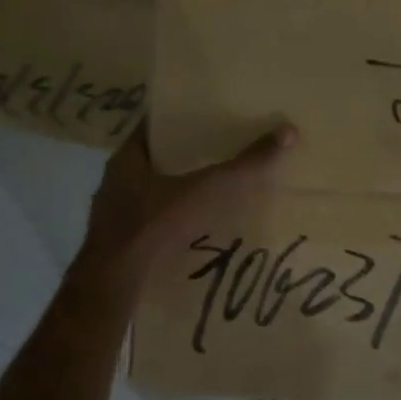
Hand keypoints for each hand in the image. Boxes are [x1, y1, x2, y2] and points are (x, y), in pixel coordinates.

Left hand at [72, 120, 296, 291]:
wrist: (113, 284)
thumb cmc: (153, 225)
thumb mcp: (205, 191)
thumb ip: (244, 166)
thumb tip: (287, 131)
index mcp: (127, 158)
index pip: (153, 126)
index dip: (179, 119)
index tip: (208, 116)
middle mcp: (115, 181)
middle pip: (153, 159)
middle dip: (183, 156)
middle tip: (218, 151)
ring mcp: (113, 214)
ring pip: (149, 191)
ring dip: (176, 189)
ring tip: (210, 190)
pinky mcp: (119, 243)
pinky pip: (148, 221)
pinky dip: (169, 219)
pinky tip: (193, 227)